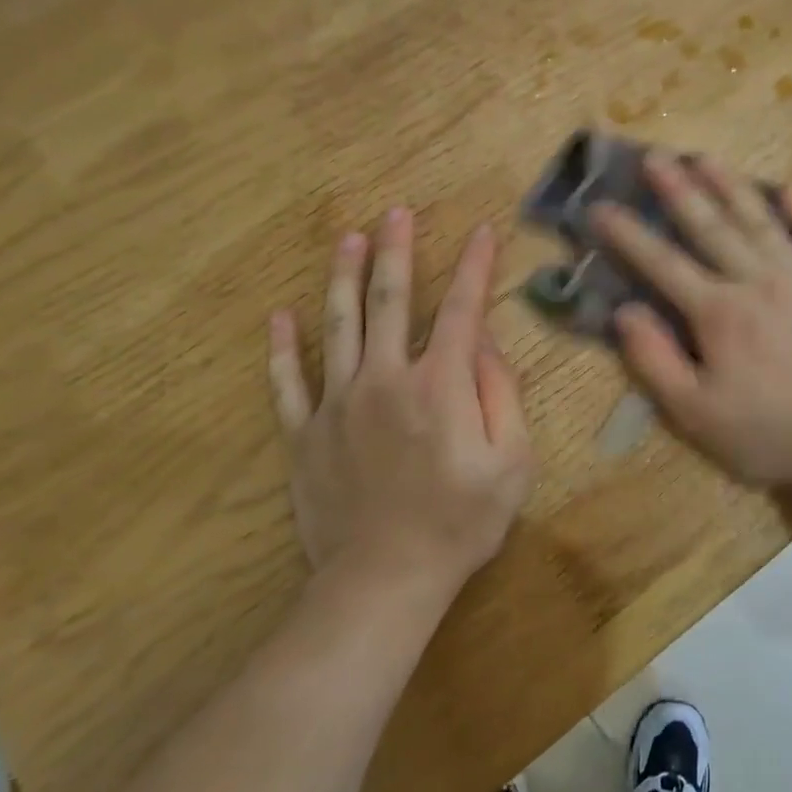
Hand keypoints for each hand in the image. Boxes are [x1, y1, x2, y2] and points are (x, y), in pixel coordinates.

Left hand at [268, 209, 533, 599]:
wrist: (386, 579)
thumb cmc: (461, 521)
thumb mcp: (511, 460)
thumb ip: (501, 393)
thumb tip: (483, 342)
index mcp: (439, 383)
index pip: (460, 308)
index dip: (473, 266)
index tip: (480, 231)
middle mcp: (385, 378)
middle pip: (389, 301)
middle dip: (396, 252)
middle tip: (395, 212)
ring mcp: (338, 404)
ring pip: (337, 326)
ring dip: (343, 278)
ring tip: (347, 239)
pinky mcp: (305, 434)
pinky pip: (288, 383)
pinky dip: (282, 348)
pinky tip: (279, 317)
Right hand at [590, 154, 791, 492]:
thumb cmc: (769, 434)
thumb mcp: (695, 413)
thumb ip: (655, 360)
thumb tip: (625, 312)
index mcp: (718, 312)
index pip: (662, 264)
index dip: (628, 235)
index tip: (600, 206)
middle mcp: (758, 282)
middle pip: (711, 228)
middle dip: (678, 191)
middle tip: (655, 157)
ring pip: (762, 223)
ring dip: (732, 188)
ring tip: (707, 158)